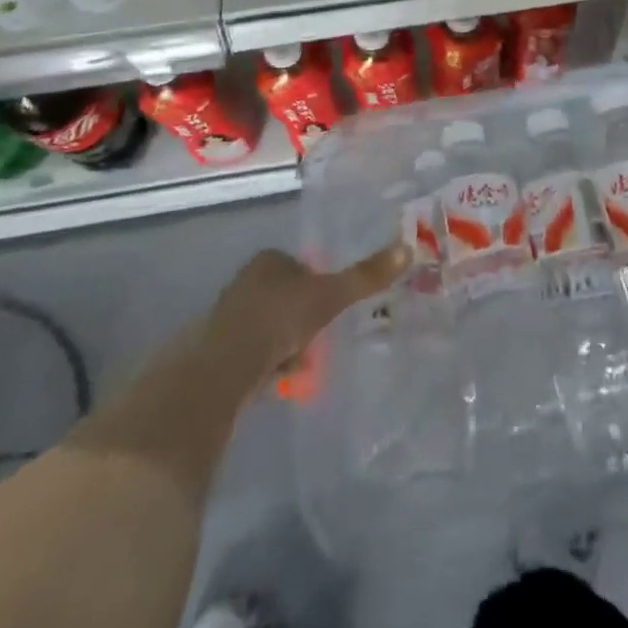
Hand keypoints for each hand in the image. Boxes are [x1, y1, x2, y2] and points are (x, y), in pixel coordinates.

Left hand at [204, 244, 409, 393]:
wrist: (224, 369)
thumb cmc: (279, 319)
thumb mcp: (331, 295)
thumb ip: (366, 275)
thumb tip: (408, 249)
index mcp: (269, 261)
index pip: (301, 264)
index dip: (319, 283)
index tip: (333, 305)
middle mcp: (246, 282)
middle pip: (287, 296)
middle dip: (304, 317)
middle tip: (322, 337)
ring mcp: (229, 317)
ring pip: (271, 325)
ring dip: (288, 342)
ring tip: (304, 363)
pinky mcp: (219, 351)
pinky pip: (255, 353)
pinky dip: (270, 363)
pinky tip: (282, 379)